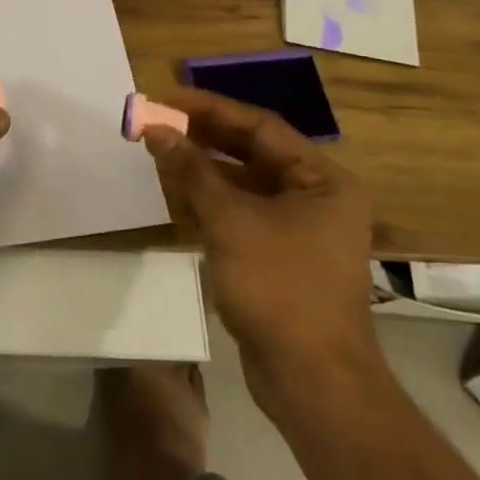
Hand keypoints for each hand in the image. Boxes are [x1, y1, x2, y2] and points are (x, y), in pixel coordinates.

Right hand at [141, 88, 384, 413]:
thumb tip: (156, 130)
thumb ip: (192, 171)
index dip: (211, 109)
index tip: (167, 99)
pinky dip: (210, 201)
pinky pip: (241, 212)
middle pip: (252, 152)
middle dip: (204, 137)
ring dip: (202, 168)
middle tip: (157, 123)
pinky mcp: (279, 256)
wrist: (312, 380)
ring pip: (244, 183)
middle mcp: (316, 197)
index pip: (261, 127)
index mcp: (322, 180)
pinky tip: (176, 193)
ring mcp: (299, 229)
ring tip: (159, 152)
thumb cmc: (279, 287)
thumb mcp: (230, 221)